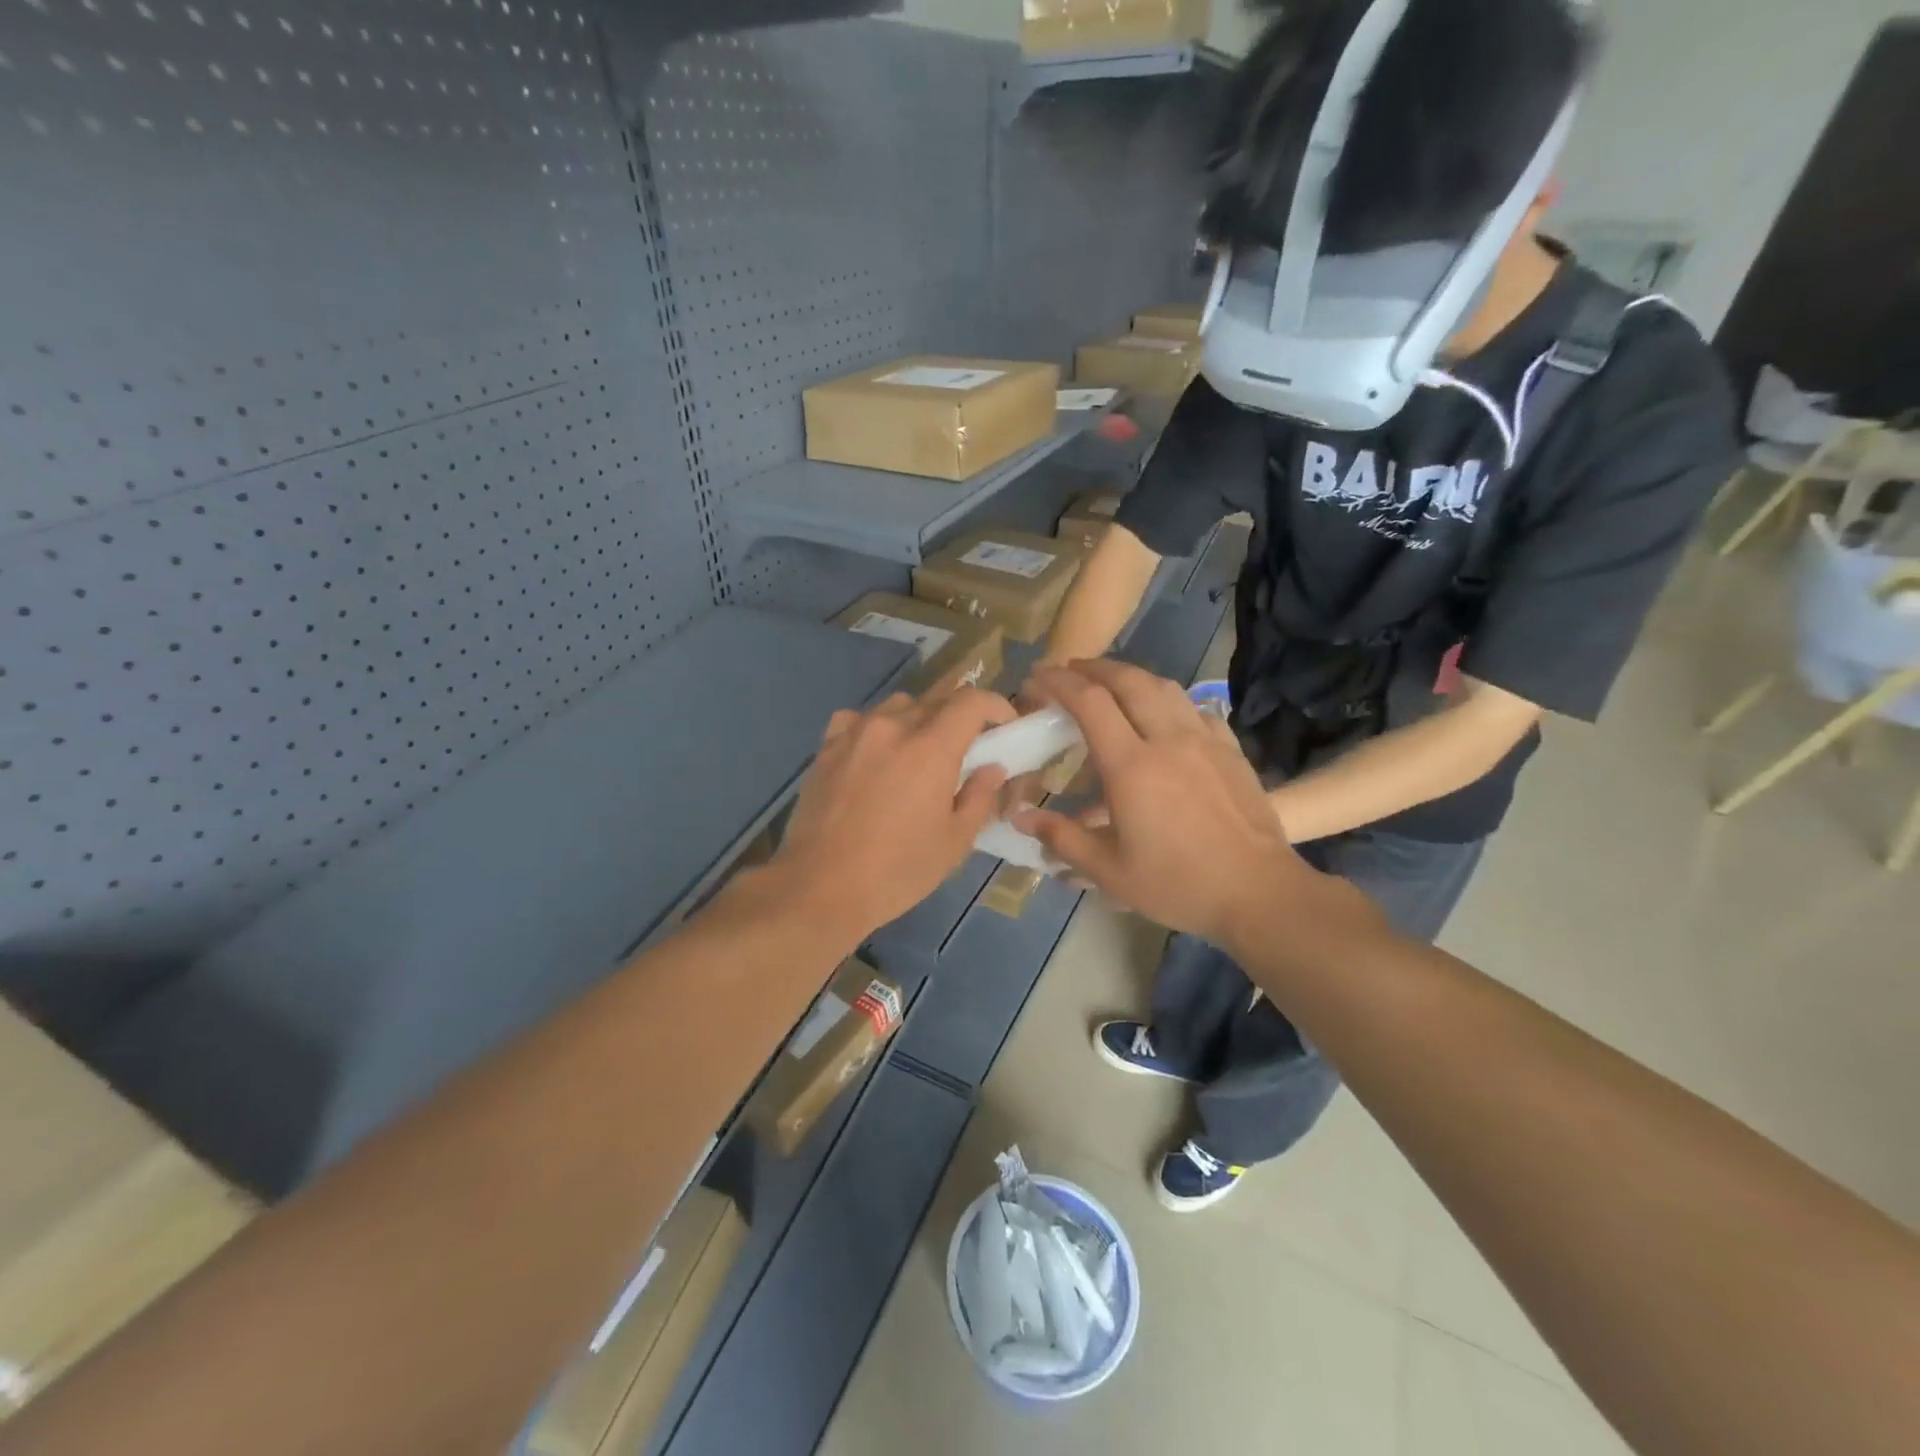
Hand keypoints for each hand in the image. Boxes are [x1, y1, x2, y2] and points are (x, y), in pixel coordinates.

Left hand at [770, 687, 1015, 941]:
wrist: (819, 887)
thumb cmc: (896, 871)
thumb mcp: (954, 842)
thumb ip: (979, 797)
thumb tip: (992, 768)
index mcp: (930, 748)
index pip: (971, 701)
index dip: (995, 706)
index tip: (1004, 725)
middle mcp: (892, 727)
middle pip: (936, 699)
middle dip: (960, 716)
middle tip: (968, 747)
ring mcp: (854, 733)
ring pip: (898, 706)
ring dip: (919, 720)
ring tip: (920, 753)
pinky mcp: (826, 747)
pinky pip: (859, 720)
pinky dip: (877, 728)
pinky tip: (876, 755)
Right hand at [1013, 661, 1355, 952]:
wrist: (1257, 893)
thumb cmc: (1177, 884)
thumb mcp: (1108, 871)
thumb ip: (1061, 838)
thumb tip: (1019, 818)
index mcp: (1131, 765)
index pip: (1089, 702)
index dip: (1059, 682)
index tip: (1038, 676)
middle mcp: (1167, 739)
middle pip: (1127, 680)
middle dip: (1093, 668)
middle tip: (1070, 670)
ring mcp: (1204, 740)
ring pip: (1164, 687)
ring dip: (1132, 676)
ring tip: (1113, 683)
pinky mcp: (1230, 750)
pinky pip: (1196, 709)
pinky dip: (1170, 700)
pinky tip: (1166, 717)